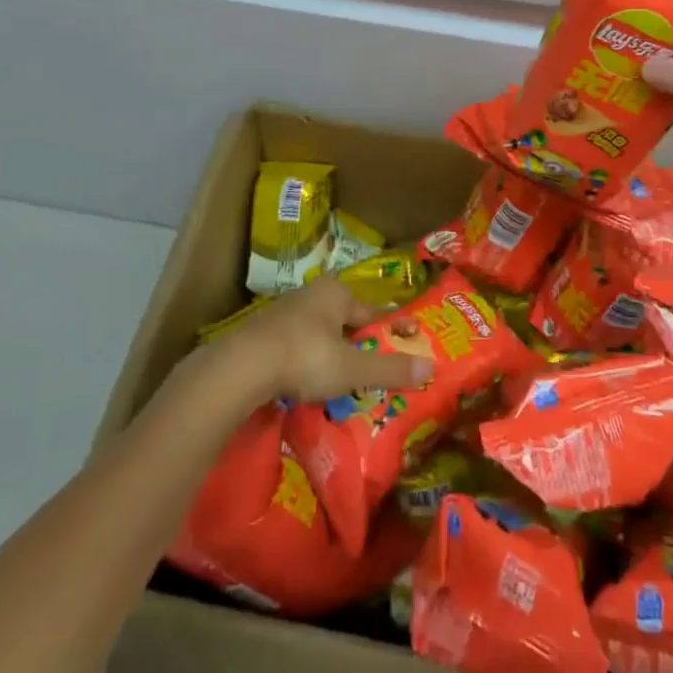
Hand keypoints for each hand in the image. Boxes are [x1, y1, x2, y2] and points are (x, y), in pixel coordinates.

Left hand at [208, 278, 434, 404]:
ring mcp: (283, 312)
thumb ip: (389, 369)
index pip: (372, 312)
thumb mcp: (351, 368)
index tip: (407, 338)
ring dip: (329, 351)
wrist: (242, 366)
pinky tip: (306, 379)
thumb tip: (431, 366)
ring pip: (318, 332)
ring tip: (340, 376)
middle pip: (344, 320)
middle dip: (357, 341)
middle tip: (372, 363)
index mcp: (336, 294)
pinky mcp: (261, 333)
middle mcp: (311, 294)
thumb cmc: (305, 357)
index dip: (390, 328)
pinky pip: (295, 345)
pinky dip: (305, 360)